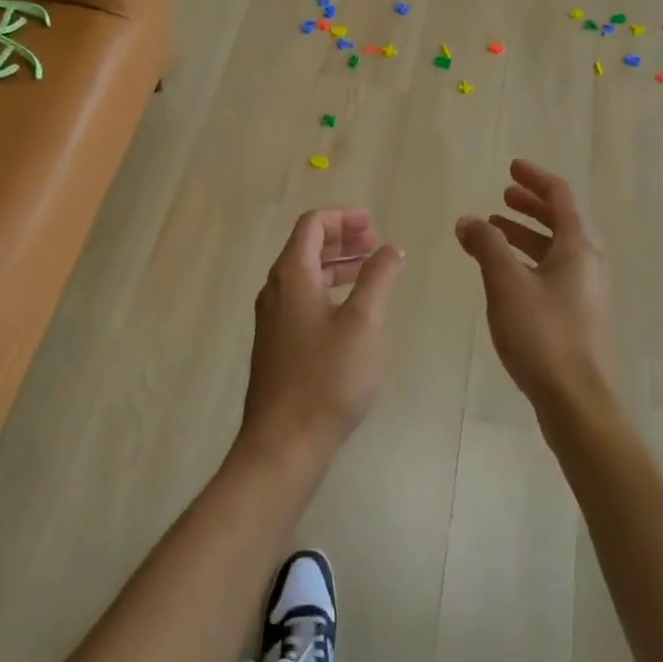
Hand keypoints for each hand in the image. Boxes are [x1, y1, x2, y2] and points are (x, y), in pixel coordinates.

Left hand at [238, 209, 405, 472]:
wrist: (283, 443)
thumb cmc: (327, 378)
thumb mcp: (364, 322)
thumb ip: (378, 277)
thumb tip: (390, 248)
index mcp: (292, 275)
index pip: (312, 225)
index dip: (343, 218)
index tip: (373, 224)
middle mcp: (276, 290)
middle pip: (306, 247)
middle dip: (342, 239)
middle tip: (375, 244)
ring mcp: (272, 319)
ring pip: (305, 275)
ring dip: (337, 265)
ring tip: (370, 271)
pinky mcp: (276, 345)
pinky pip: (303, 299)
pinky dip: (328, 289)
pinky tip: (352, 311)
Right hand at [456, 160, 615, 423]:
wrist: (578, 403)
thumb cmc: (543, 335)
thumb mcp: (506, 283)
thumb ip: (486, 246)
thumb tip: (468, 220)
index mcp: (578, 246)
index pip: (560, 196)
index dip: (535, 178)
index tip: (511, 168)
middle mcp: (588, 263)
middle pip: (562, 220)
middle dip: (531, 205)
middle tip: (504, 195)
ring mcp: (587, 291)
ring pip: (557, 248)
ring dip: (528, 234)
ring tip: (495, 231)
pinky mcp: (580, 316)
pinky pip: (554, 271)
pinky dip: (531, 260)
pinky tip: (507, 275)